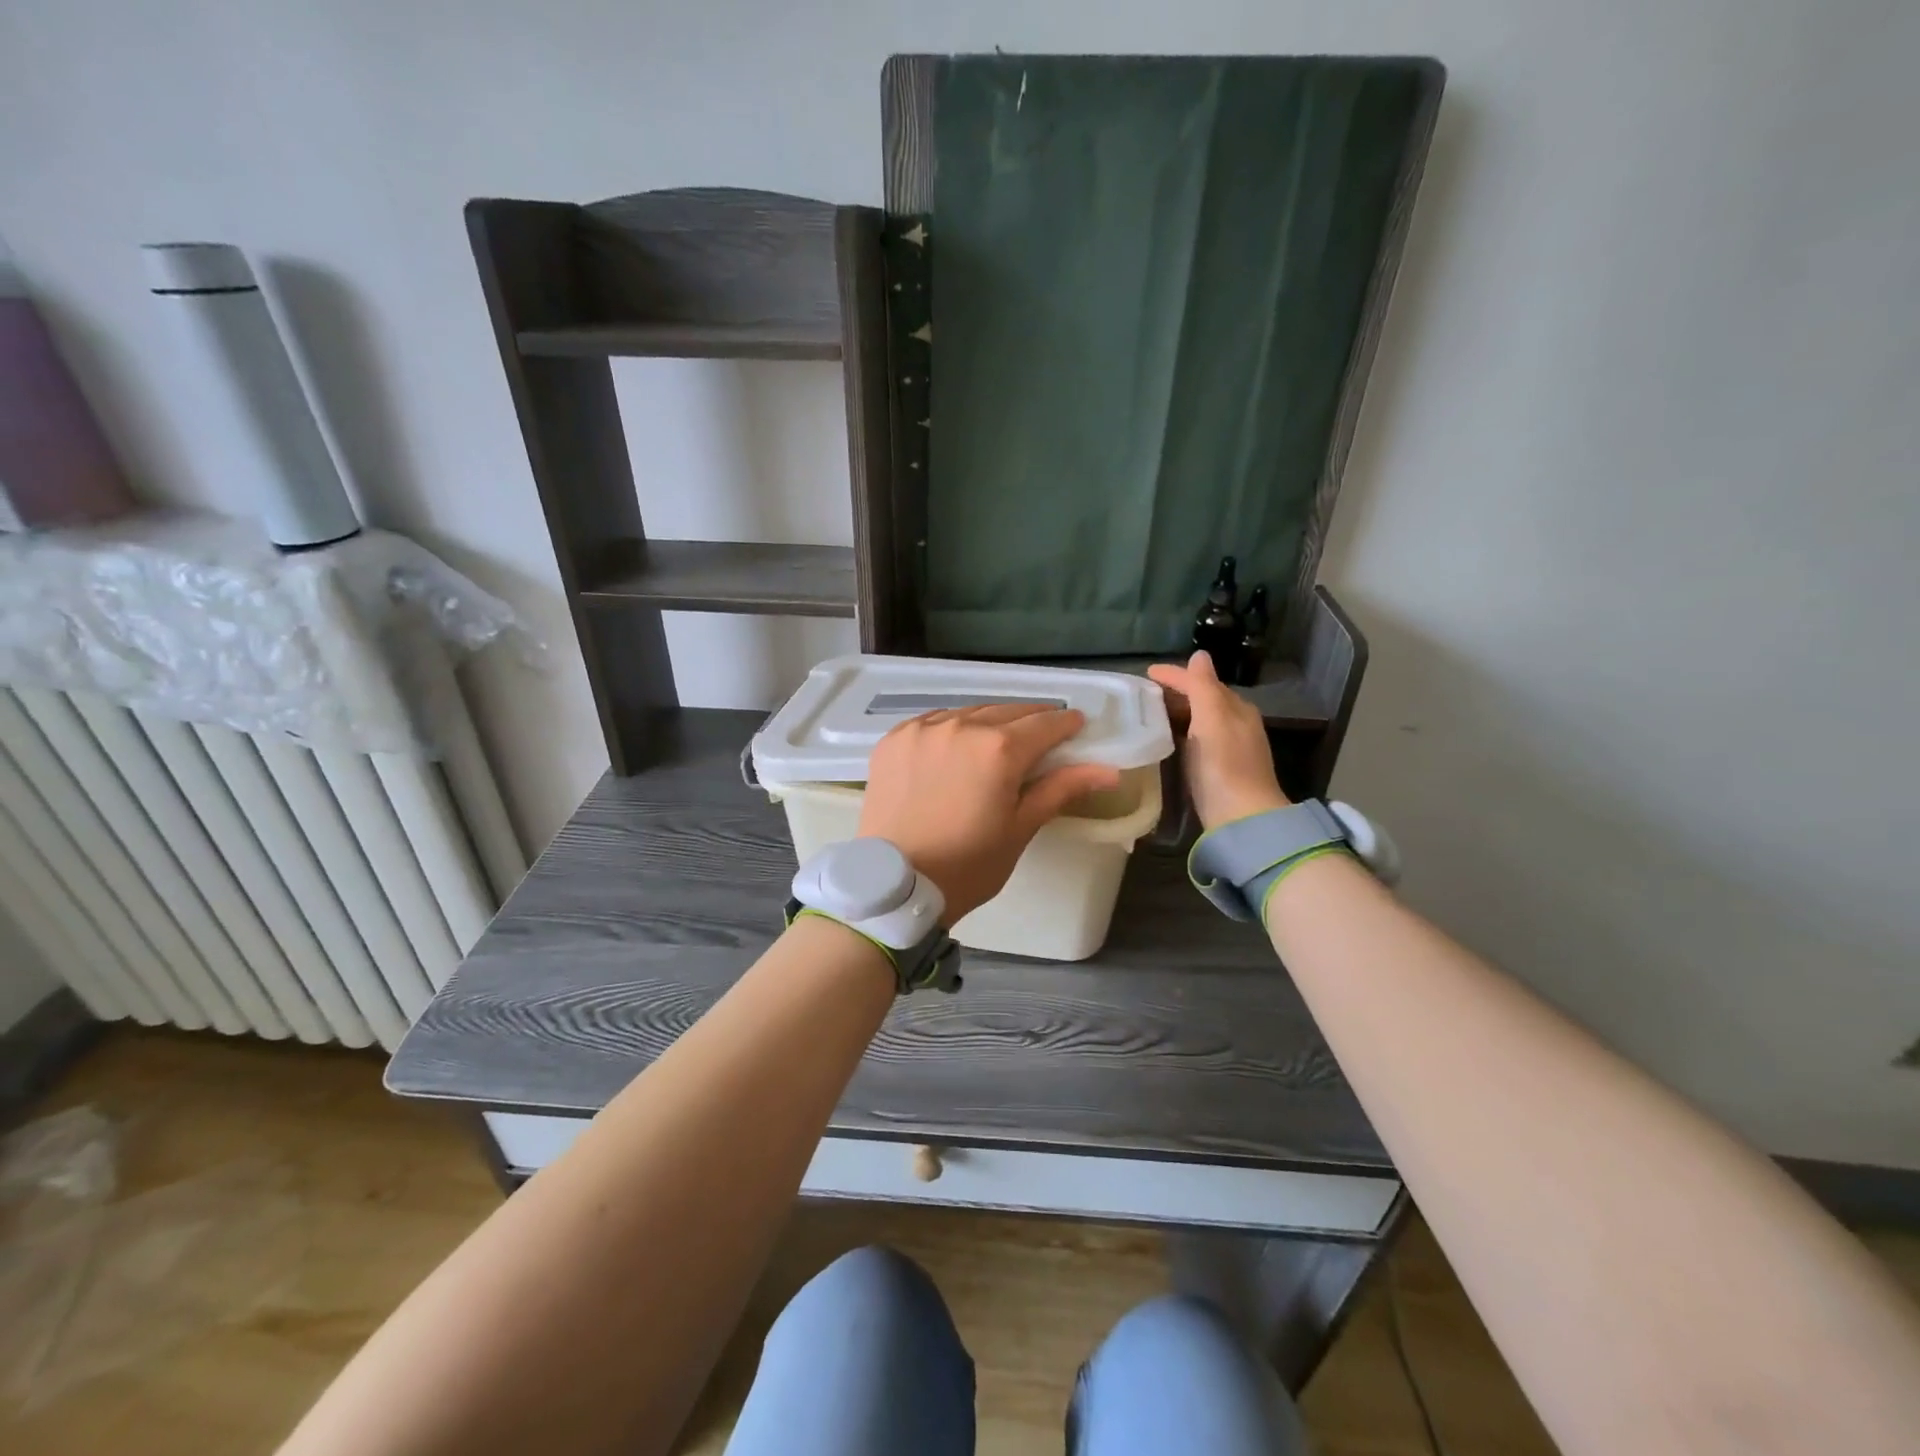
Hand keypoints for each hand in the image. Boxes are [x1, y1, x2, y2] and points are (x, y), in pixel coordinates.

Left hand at [858, 704, 1120, 921]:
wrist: (894, 885)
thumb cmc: (967, 865)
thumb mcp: (1020, 828)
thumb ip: (1061, 789)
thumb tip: (1109, 771)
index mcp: (999, 749)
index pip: (1046, 723)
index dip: (1066, 725)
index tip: (1076, 729)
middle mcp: (961, 726)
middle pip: (1008, 711)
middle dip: (1032, 722)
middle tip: (1043, 738)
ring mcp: (923, 729)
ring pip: (970, 712)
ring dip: (991, 722)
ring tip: (998, 743)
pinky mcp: (895, 738)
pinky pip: (935, 721)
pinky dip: (953, 728)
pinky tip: (957, 747)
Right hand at [1147, 651, 1289, 829]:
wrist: (1241, 817)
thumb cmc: (1224, 764)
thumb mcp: (1212, 717)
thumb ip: (1203, 686)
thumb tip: (1199, 655)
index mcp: (1236, 708)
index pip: (1203, 682)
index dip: (1175, 675)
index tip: (1146, 673)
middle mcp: (1236, 725)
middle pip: (1203, 699)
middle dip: (1176, 693)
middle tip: (1142, 694)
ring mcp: (1228, 749)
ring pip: (1199, 720)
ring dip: (1176, 713)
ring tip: (1147, 713)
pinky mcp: (1218, 771)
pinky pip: (1195, 740)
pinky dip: (1179, 733)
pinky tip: (1164, 740)